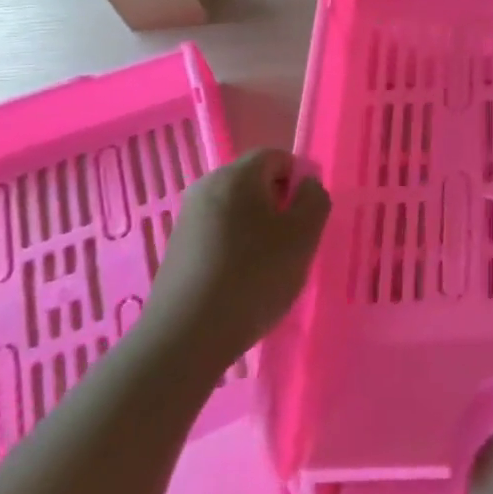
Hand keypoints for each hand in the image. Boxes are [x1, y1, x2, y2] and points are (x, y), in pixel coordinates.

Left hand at [149, 149, 330, 359]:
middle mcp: (207, 187)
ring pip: (237, 210)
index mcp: (237, 175)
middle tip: (294, 242)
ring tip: (270, 266)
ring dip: (259, 229)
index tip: (308, 217)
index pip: (276, 157)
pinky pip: (218, 234)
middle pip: (254, 182)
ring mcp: (188, 219)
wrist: (186, 336)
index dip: (299, 179)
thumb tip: (307, 186)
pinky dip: (236, 248)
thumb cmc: (254, 277)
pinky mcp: (178, 249)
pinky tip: (243, 282)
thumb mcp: (304, 236)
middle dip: (279, 205)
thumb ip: (314, 200)